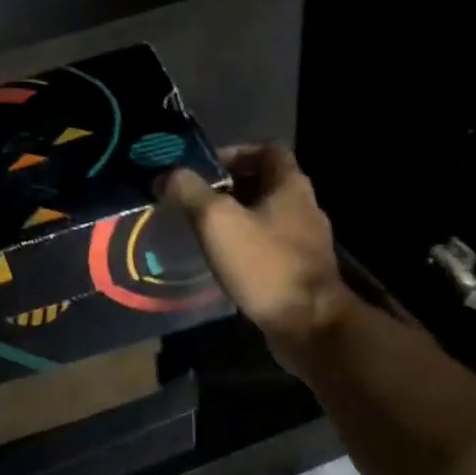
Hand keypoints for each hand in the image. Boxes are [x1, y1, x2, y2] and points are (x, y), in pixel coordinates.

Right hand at [161, 145, 354, 367]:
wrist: (308, 324)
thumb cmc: (264, 265)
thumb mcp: (217, 221)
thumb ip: (190, 192)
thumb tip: (167, 175)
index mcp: (291, 185)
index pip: (267, 150)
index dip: (235, 153)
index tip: (204, 170)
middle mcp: (305, 207)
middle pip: (266, 184)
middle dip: (230, 189)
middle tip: (196, 202)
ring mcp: (307, 242)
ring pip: (268, 218)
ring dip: (238, 220)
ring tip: (205, 232)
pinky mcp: (302, 271)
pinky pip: (271, 248)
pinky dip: (248, 248)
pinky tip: (226, 263)